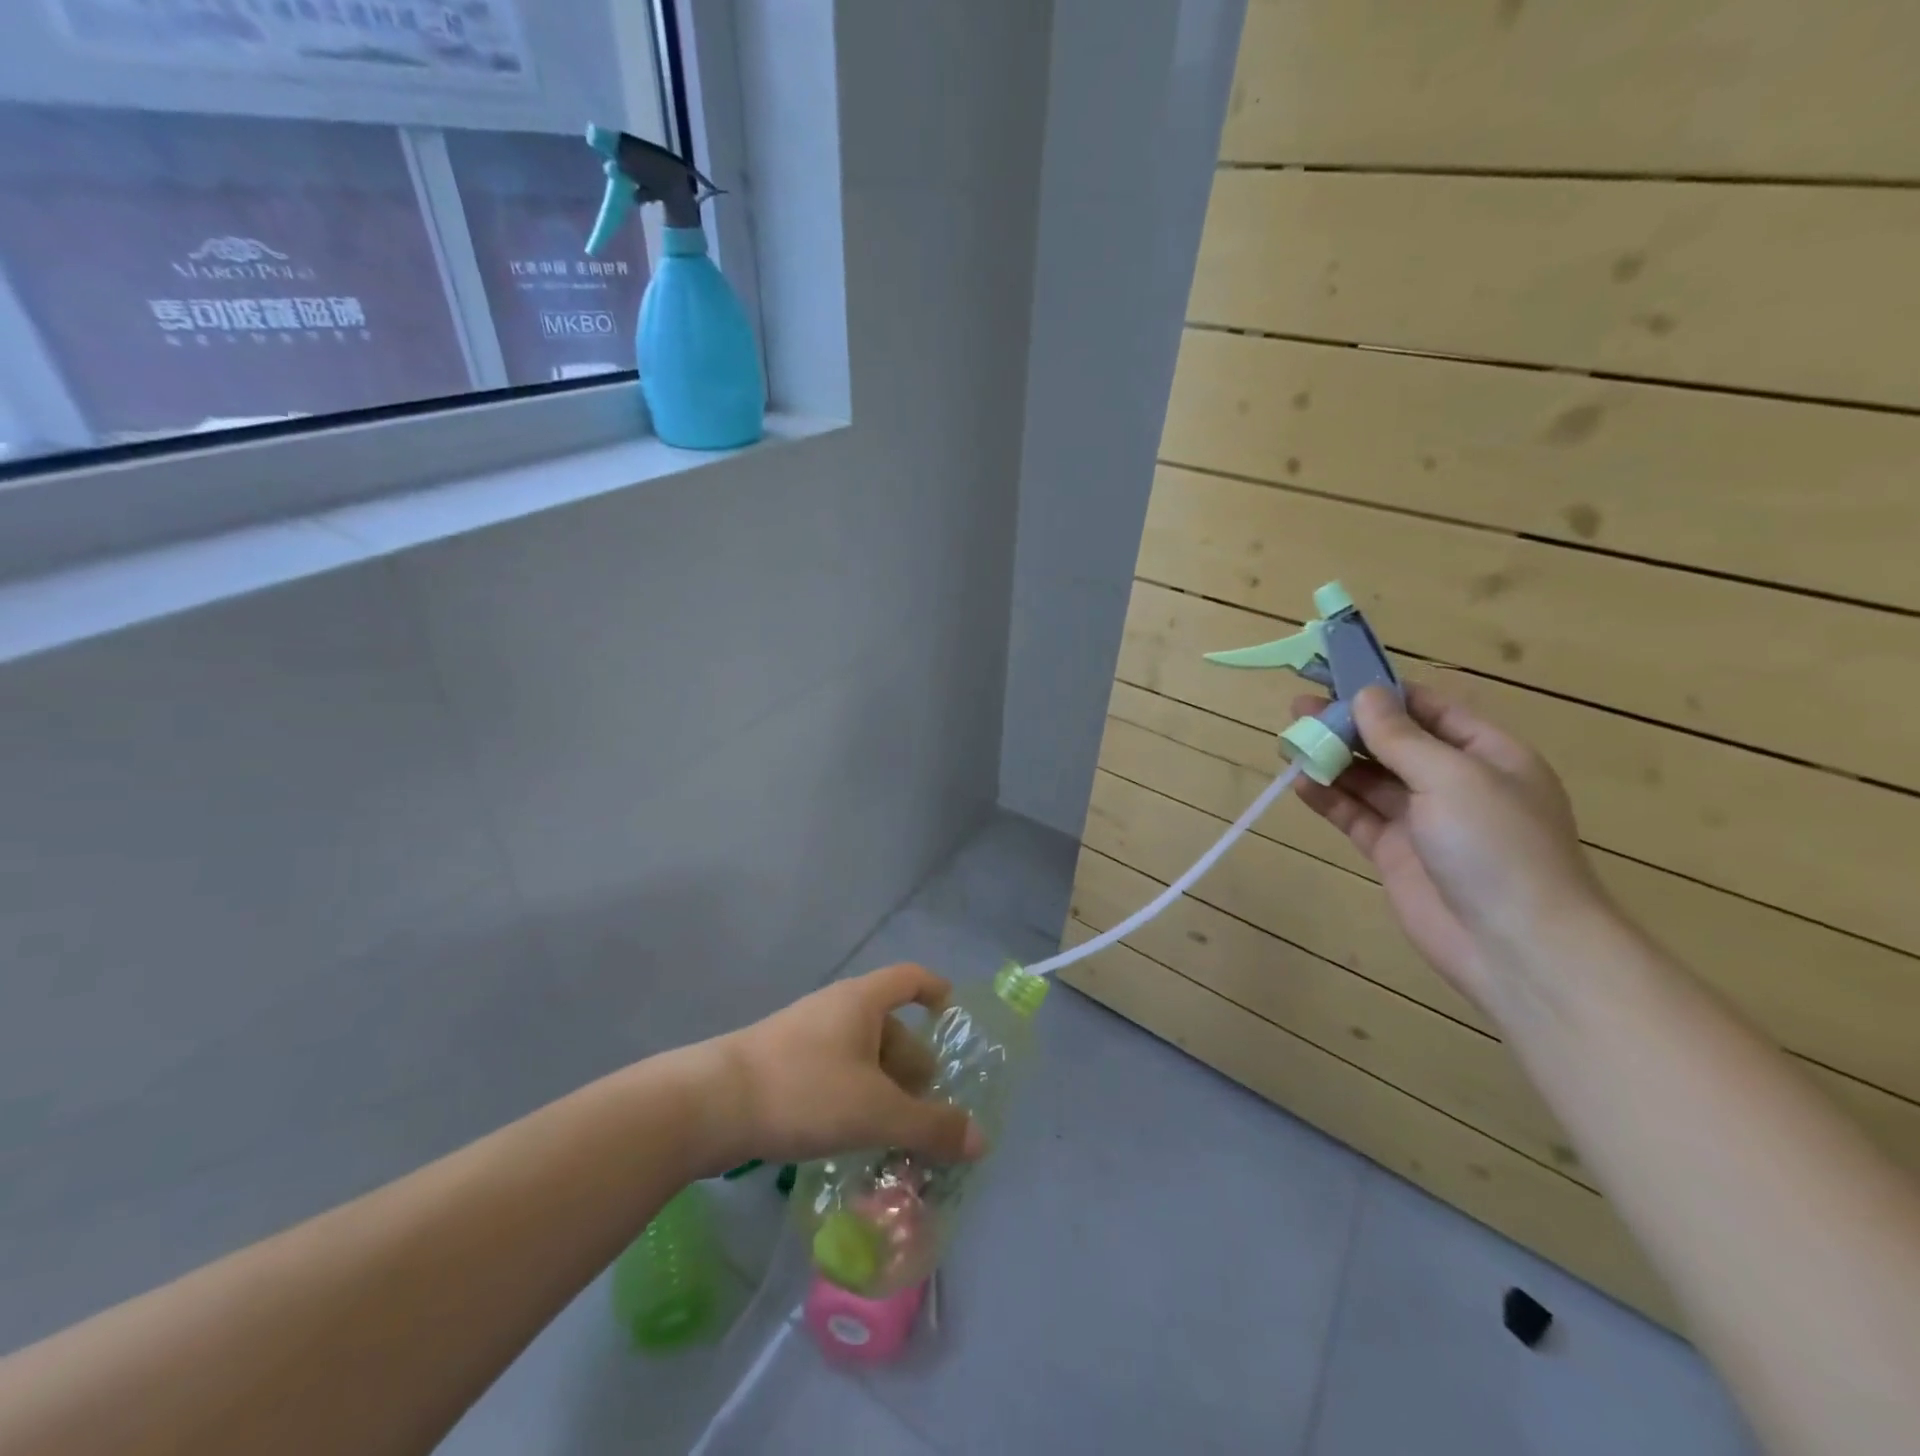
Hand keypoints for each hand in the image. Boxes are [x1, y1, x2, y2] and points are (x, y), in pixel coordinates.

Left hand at [704, 964, 985, 1172]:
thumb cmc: (804, 1091)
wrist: (709, 1105)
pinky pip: (834, 1072)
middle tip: (928, 1112)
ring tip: (894, 1134)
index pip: (911, 978)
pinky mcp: (781, 1064)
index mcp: (862, 1001)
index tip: (954, 1022)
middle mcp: (835, 1008)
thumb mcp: (876, 1112)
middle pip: (889, 1026)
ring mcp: (804, 1035)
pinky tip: (852, 1136)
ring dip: (883, 1088)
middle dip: (913, 1066)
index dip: (937, 993)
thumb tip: (980, 1139)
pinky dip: (853, 1097)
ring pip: (860, 1054)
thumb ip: (930, 1126)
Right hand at [1290, 684, 1605, 1014]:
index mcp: (1487, 754)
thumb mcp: (1451, 777)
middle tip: (1299, 707)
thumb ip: (1401, 736)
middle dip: (1349, 724)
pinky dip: (1328, 798)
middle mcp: (1454, 782)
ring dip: (1333, 759)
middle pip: (1392, 742)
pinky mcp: (1394, 853)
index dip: (1384, 693)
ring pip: (1369, 778)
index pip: (1429, 709)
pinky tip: (1300, 783)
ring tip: (1290, 740)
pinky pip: (1355, 816)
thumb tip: (1365, 694)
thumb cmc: (1496, 845)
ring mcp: (1422, 820)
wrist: (1516, 945)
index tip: (1336, 677)